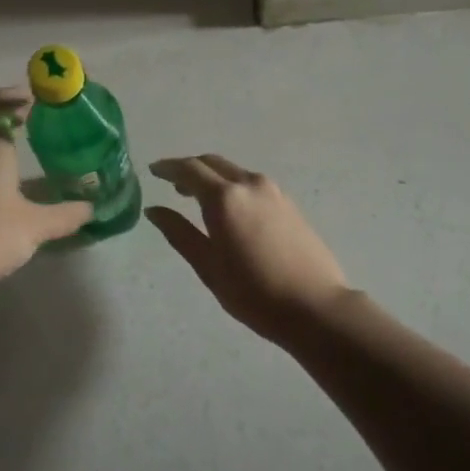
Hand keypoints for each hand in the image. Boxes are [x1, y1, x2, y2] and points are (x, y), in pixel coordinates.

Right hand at [146, 155, 350, 340]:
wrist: (316, 307)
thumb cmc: (254, 292)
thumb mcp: (208, 266)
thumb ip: (179, 233)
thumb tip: (154, 210)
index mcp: (224, 197)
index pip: (189, 169)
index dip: (168, 168)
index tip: (153, 170)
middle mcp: (248, 183)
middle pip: (212, 163)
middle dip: (190, 169)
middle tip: (173, 185)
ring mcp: (272, 191)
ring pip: (233, 171)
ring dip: (213, 177)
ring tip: (200, 197)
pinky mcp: (288, 202)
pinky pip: (251, 183)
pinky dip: (233, 186)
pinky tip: (231, 209)